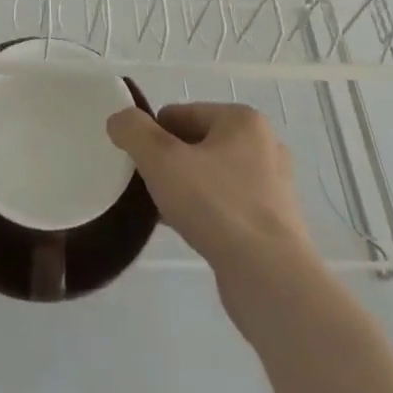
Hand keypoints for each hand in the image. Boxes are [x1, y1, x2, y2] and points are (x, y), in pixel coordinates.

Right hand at [107, 103, 313, 283]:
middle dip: (170, 163)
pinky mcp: (274, 223)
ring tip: (164, 212)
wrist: (269, 279)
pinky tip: (188, 231)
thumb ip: (134, 132)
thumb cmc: (216, 205)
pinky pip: (228, 205)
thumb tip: (119, 119)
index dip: (154, 136)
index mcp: (243, 120)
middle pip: (198, 143)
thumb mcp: (162, 159)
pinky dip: (206, 212)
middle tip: (149, 188)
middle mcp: (264, 145)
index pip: (182, 114)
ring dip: (186, 189)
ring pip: (212, 176)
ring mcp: (273, 187)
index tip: (138, 164)